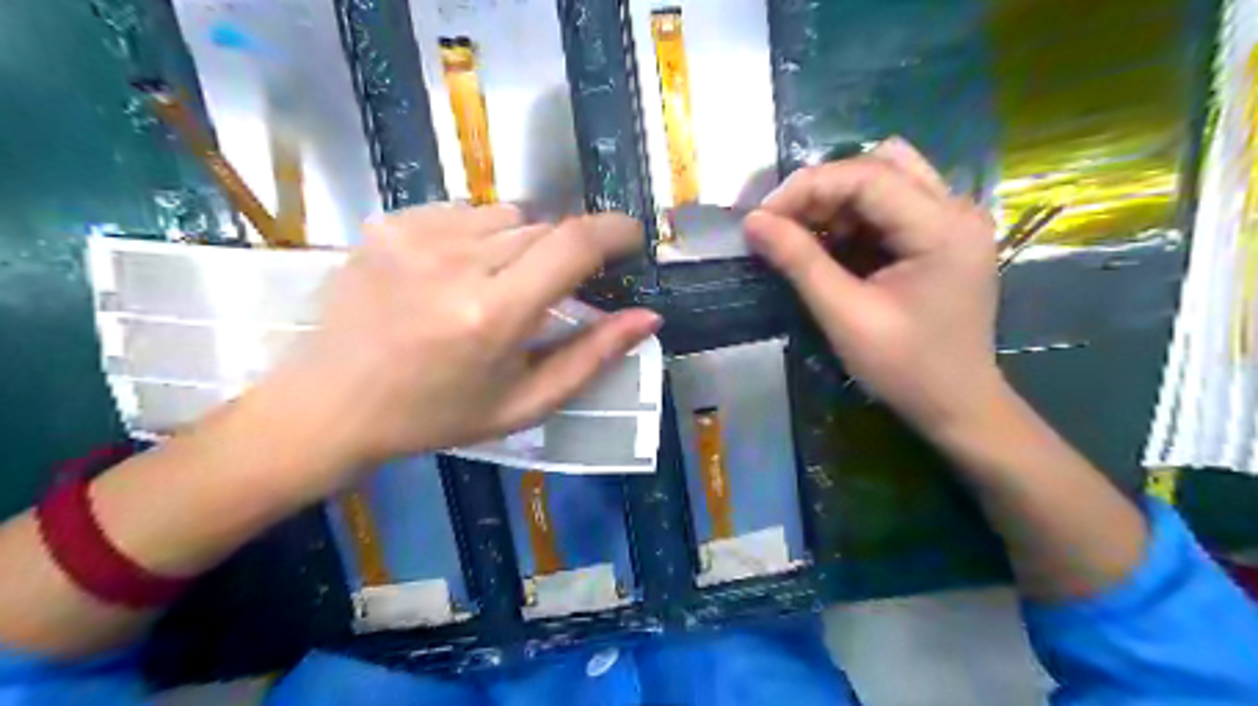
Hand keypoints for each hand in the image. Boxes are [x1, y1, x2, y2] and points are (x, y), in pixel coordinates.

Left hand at [270, 204, 659, 476]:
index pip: (574, 244)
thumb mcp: (525, 402)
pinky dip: (476, 236)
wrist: (332, 404)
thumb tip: (647, 318)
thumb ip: (591, 357)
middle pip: (543, 227)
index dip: (614, 231)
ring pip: (506, 215)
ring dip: (518, 244)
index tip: (630, 237)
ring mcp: (416, 235)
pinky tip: (453, 273)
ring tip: (494, 285)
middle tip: (544, 294)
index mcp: (494, 314)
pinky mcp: (388, 222)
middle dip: (561, 254)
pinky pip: (463, 212)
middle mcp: (456, 261)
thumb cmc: (438, 415)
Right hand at [744, 137, 1004, 435]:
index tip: (763, 216)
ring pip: (887, 178)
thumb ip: (800, 262)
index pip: (868, 175)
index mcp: (943, 227)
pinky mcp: (942, 236)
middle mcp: (957, 209)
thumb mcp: (845, 316)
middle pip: (881, 164)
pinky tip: (832, 246)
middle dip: (824, 189)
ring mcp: (954, 220)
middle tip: (784, 224)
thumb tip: (753, 222)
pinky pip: (892, 205)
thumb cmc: (905, 368)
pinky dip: (855, 217)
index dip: (807, 187)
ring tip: (804, 234)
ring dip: (838, 200)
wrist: (957, 405)